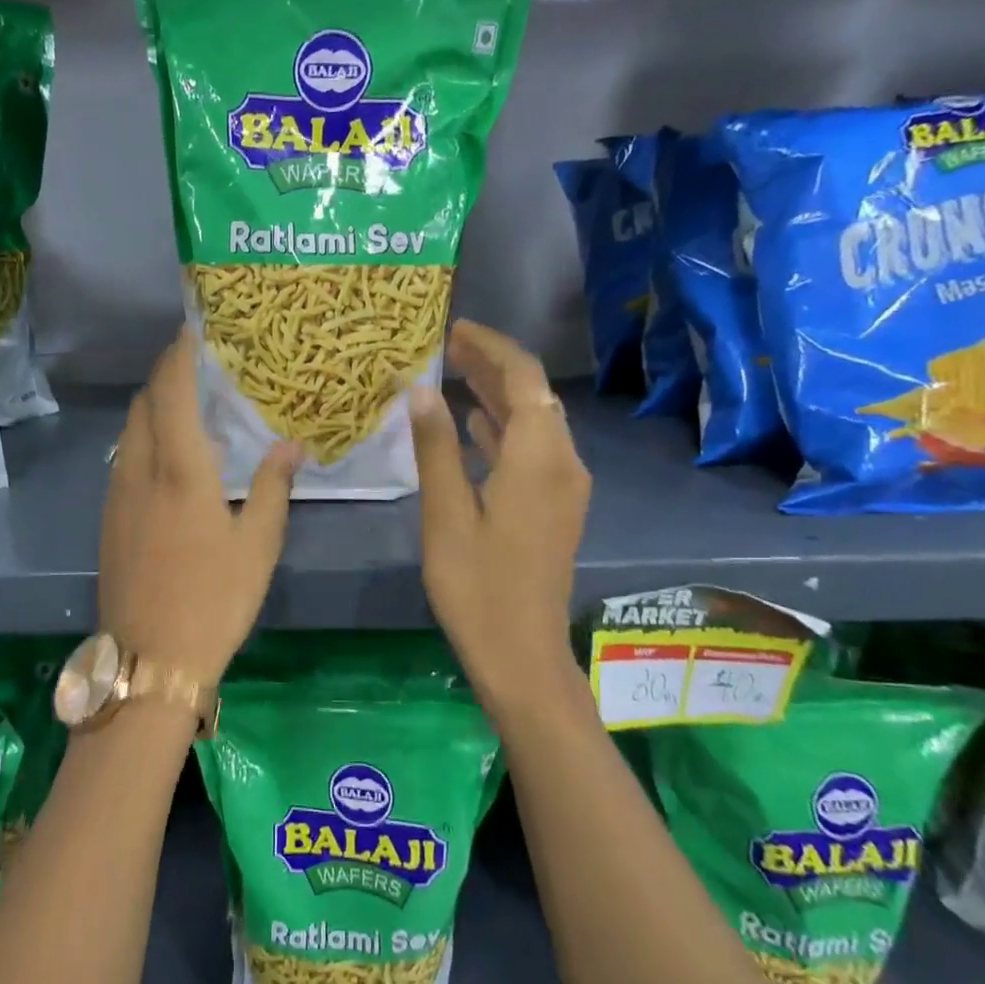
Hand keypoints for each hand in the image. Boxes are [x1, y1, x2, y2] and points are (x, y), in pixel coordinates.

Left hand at [99, 328, 302, 686]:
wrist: (150, 660)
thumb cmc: (214, 601)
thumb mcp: (258, 546)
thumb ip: (273, 488)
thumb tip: (291, 445)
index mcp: (180, 471)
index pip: (172, 392)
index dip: (180, 355)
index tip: (193, 329)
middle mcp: (139, 472)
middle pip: (143, 404)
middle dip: (165, 375)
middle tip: (196, 363)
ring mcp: (116, 496)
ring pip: (129, 432)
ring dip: (152, 407)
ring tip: (185, 405)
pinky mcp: (107, 520)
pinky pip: (123, 460)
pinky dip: (143, 440)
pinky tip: (167, 459)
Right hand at [409, 321, 590, 719]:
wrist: (522, 653)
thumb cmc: (477, 587)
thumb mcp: (446, 515)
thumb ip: (436, 448)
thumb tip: (421, 391)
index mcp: (539, 458)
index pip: (523, 378)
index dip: (491, 347)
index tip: (453, 330)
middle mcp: (562, 462)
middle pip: (533, 395)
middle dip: (492, 366)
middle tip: (446, 347)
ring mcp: (563, 487)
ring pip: (534, 422)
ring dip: (497, 395)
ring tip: (452, 373)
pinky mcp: (555, 507)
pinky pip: (533, 450)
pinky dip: (503, 429)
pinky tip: (472, 423)